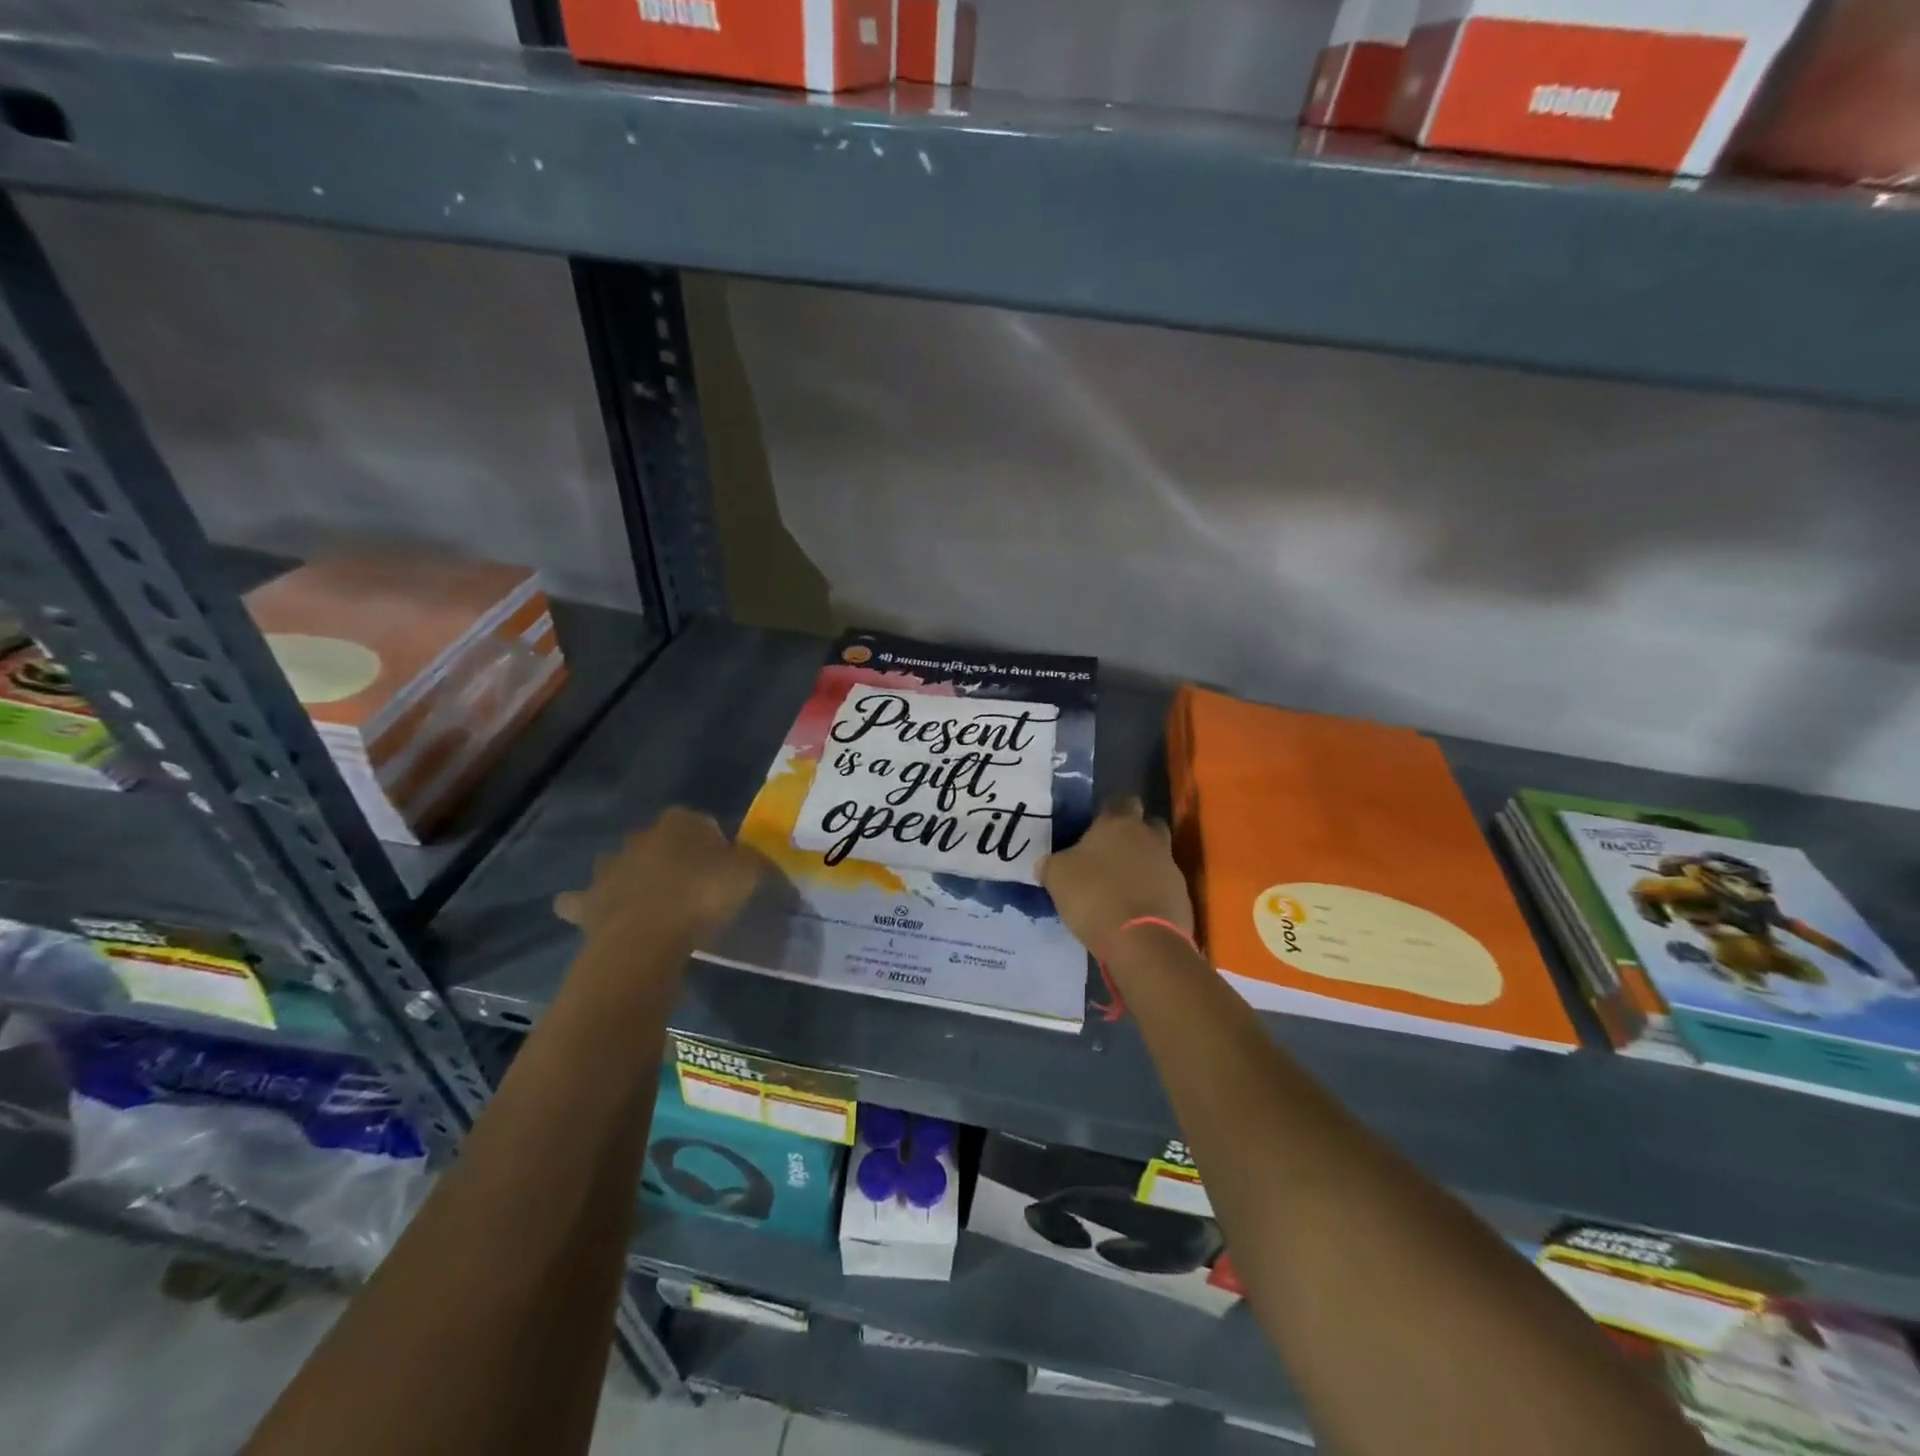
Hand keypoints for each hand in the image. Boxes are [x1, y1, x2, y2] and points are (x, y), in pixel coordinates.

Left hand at [554, 807, 763, 954]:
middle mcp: (640, 836)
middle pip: (658, 842)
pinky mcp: (587, 901)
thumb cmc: (703, 896)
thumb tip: (756, 860)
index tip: (722, 870)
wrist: (648, 937)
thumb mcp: (748, 874)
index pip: (700, 823)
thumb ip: (754, 862)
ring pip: (618, 866)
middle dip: (668, 858)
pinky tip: (599, 918)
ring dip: (628, 879)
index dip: (713, 845)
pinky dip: (586, 907)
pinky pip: (580, 901)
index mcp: (680, 822)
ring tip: (650, 906)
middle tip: (689, 889)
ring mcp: (608, 868)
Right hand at [1039, 798, 1194, 962]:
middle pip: (1147, 826)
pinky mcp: (1182, 898)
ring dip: (1142, 868)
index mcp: (1120, 824)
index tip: (1094, 828)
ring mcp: (1170, 868)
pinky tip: (1134, 912)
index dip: (1108, 812)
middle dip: (1133, 836)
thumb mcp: (1057, 877)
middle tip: (1110, 855)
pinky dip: (1151, 895)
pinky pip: (1163, 888)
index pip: (1121, 802)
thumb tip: (1046, 863)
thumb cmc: (1094, 896)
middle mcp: (1150, 838)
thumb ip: (1052, 864)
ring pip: (1157, 858)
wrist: (1141, 942)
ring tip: (1119, 889)